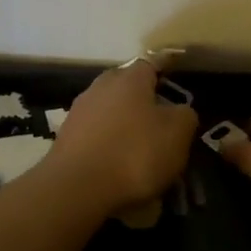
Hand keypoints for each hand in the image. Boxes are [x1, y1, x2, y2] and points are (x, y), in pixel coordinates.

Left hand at [39, 60, 196, 211]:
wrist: (76, 188)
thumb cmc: (134, 153)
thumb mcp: (178, 134)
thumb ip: (184, 115)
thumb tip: (178, 111)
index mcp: (129, 78)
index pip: (152, 62)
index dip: (167, 66)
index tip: (177, 69)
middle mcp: (100, 87)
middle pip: (128, 86)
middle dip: (145, 98)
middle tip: (162, 117)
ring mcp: (79, 112)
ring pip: (111, 111)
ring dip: (126, 123)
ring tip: (142, 147)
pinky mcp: (66, 138)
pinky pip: (97, 135)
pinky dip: (110, 144)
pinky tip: (120, 165)